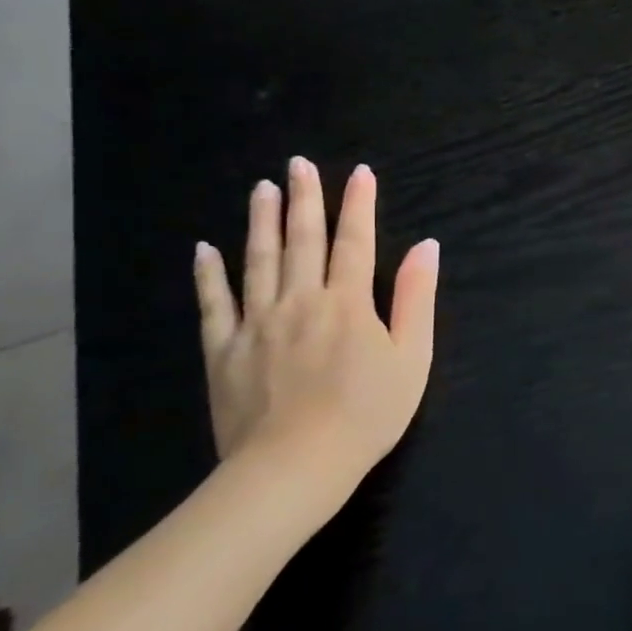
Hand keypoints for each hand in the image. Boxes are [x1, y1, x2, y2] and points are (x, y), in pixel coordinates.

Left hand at [193, 157, 438, 517]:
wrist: (295, 466)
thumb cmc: (367, 413)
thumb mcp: (411, 358)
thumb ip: (415, 298)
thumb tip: (426, 247)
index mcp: (348, 303)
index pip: (355, 242)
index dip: (359, 205)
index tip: (360, 172)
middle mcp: (301, 301)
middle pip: (303, 241)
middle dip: (305, 199)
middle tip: (298, 164)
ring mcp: (257, 323)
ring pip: (259, 261)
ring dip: (261, 222)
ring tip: (262, 189)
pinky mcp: (224, 350)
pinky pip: (214, 304)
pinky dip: (209, 274)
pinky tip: (204, 249)